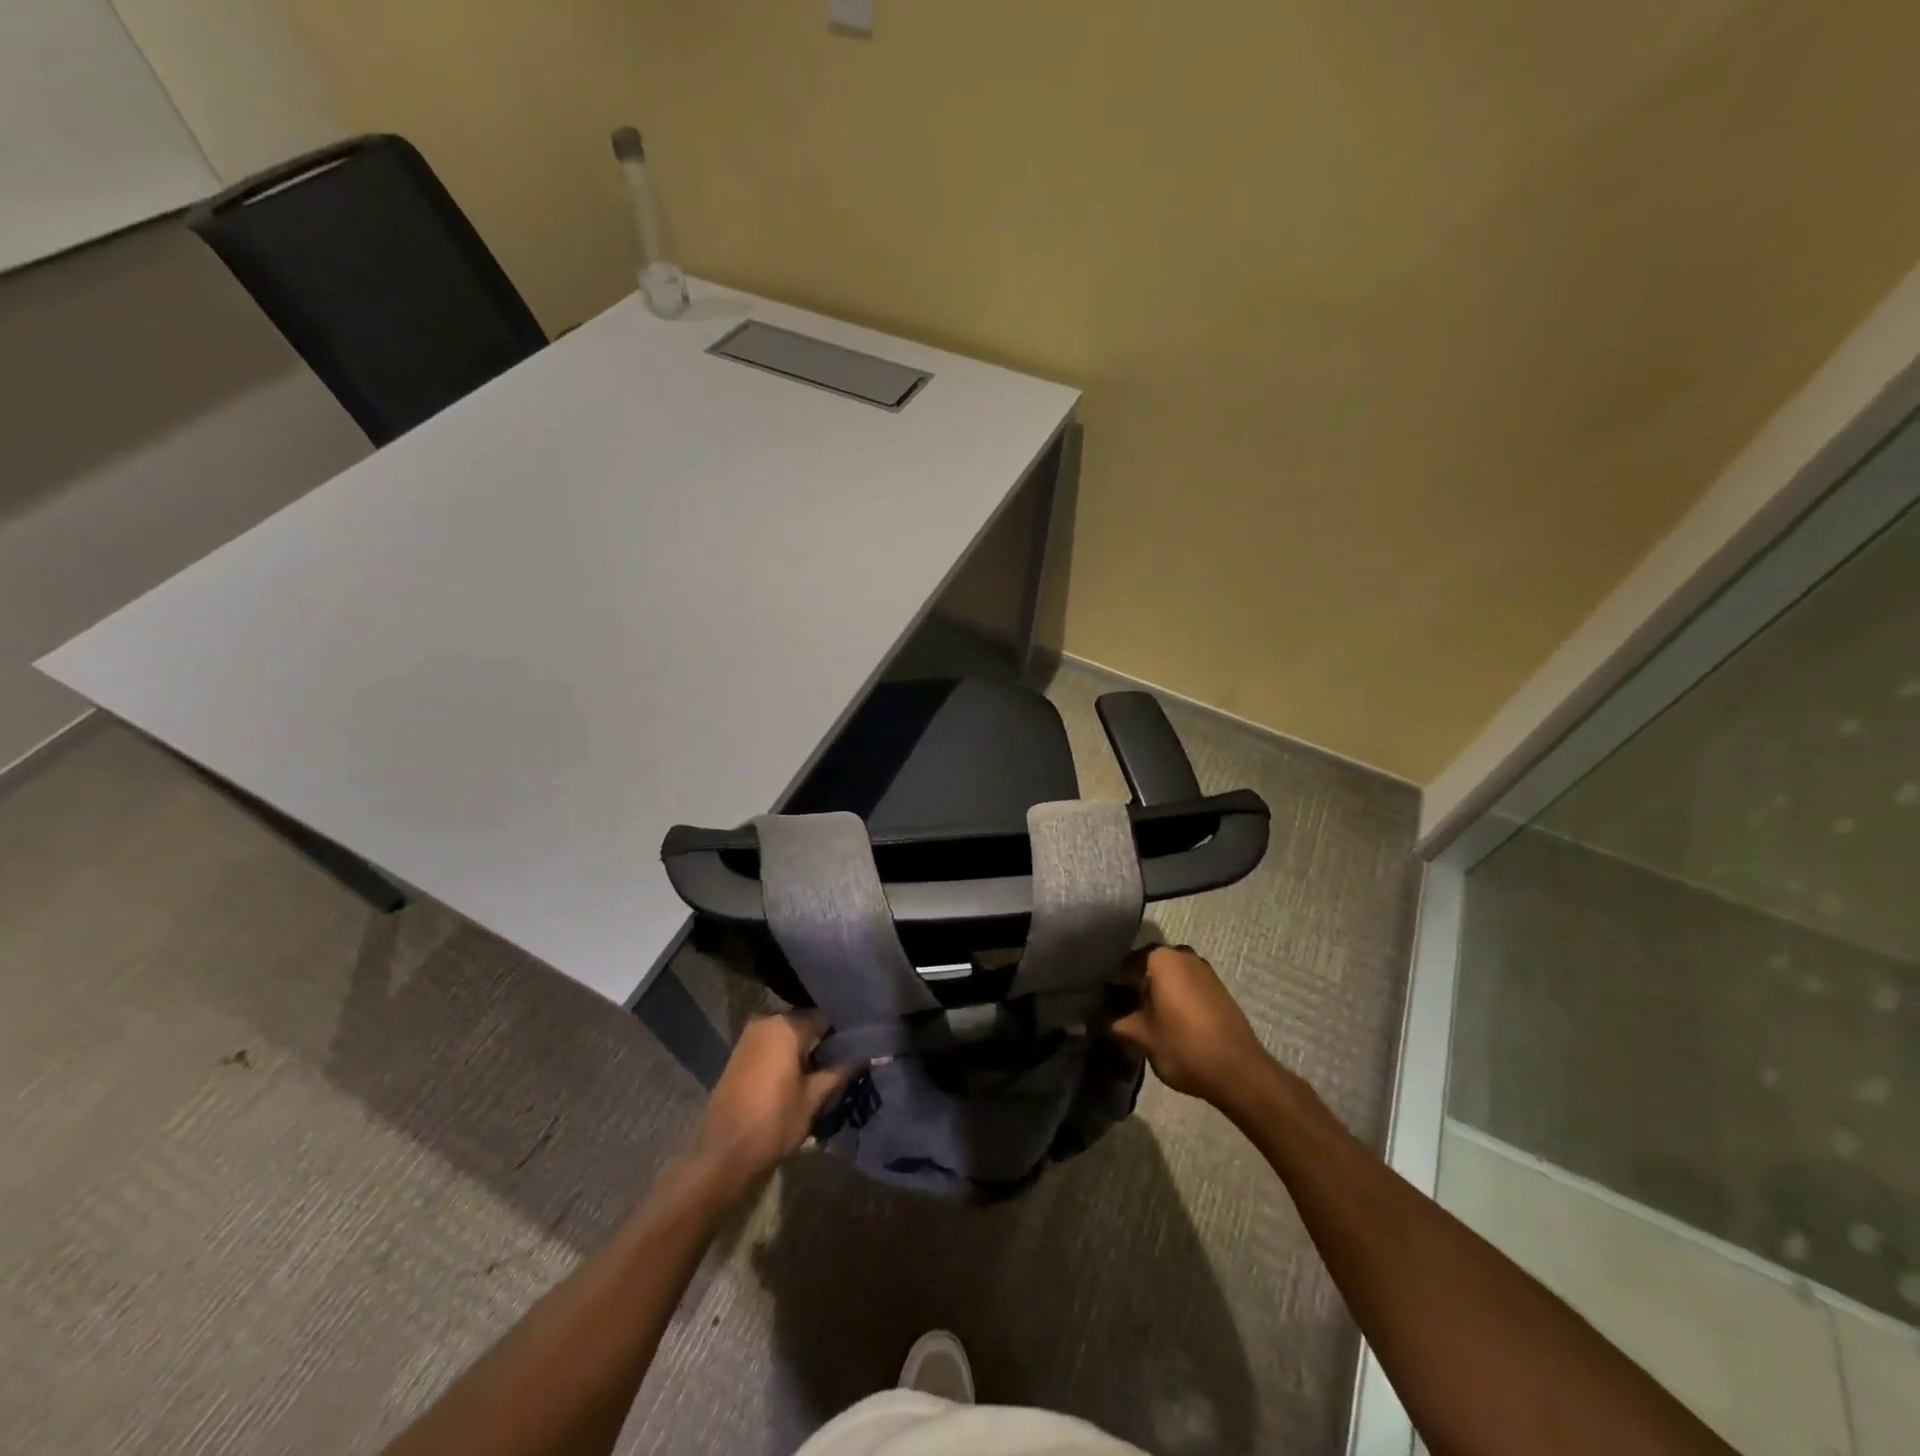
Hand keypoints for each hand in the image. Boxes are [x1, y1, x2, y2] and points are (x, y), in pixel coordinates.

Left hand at [693, 1012, 850, 1197]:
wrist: (724, 1155)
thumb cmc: (775, 1122)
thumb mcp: (814, 1098)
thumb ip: (840, 1072)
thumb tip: (866, 1056)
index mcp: (787, 1026)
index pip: (825, 1018)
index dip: (841, 1036)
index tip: (855, 1054)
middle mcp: (766, 1021)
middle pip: (805, 1024)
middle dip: (822, 1043)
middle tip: (839, 1066)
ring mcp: (749, 1037)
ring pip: (787, 1035)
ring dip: (803, 1051)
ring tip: (820, 1075)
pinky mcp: (739, 1054)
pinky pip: (771, 1045)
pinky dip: (785, 1056)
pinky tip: (796, 1078)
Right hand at [1109, 944, 1269, 1106]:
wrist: (1238, 1071)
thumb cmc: (1183, 1046)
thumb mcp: (1140, 1036)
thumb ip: (1113, 1022)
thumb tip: (1094, 1018)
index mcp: (1161, 958)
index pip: (1123, 963)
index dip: (1109, 983)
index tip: (1100, 1002)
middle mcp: (1182, 954)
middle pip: (1146, 967)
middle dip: (1131, 985)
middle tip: (1117, 1010)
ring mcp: (1203, 969)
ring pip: (1167, 975)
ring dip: (1152, 991)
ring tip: (1139, 1017)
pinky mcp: (1217, 987)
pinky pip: (1184, 985)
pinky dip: (1172, 997)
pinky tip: (1165, 1019)